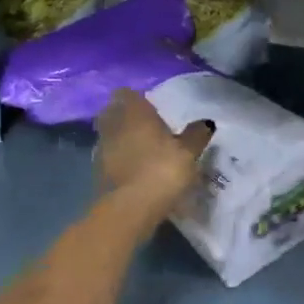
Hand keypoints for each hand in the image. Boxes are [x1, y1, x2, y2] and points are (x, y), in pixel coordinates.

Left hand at [95, 89, 212, 214]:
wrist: (130, 209)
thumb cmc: (162, 170)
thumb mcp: (188, 152)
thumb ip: (196, 135)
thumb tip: (206, 122)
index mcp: (134, 113)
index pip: (126, 93)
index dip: (135, 98)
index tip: (149, 106)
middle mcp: (114, 125)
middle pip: (112, 112)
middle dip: (123, 116)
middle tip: (143, 126)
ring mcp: (102, 149)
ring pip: (108, 135)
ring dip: (119, 139)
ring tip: (139, 149)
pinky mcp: (96, 173)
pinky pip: (107, 158)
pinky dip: (117, 160)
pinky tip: (132, 170)